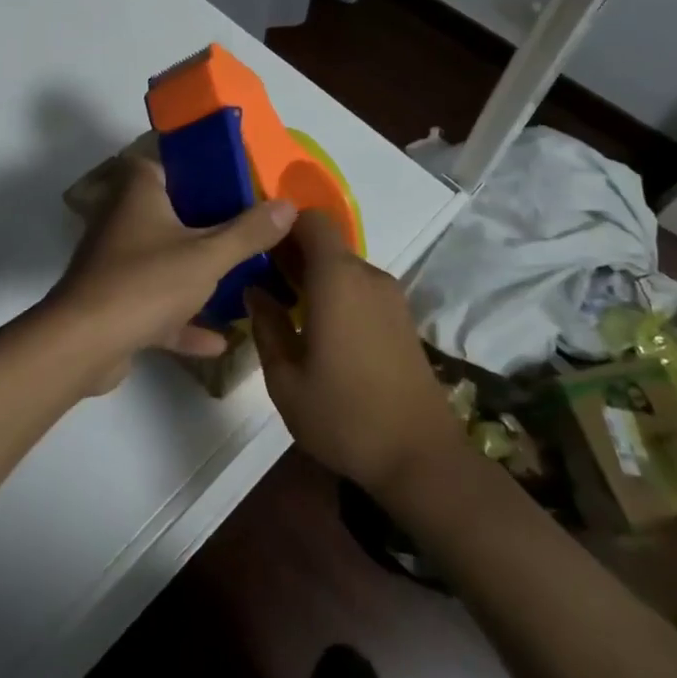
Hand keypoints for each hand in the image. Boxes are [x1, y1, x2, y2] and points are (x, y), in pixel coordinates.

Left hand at [49, 157, 296, 393]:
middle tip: (250, 231)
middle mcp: (123, 220)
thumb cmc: (146, 283)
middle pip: (171, 213)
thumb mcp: (208, 256)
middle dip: (208, 225)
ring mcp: (116, 264)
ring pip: (164, 261)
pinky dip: (183, 320)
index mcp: (139, 193)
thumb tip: (289, 204)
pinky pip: (156, 306)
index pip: (168, 163)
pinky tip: (219, 340)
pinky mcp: (115, 304)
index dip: (201, 168)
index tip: (238, 182)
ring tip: (241, 281)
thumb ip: (249, 232)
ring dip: (197, 275)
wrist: (84, 344)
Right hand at [246, 211, 462, 493]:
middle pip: (326, 244)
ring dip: (314, 279)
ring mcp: (391, 297)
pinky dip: (337, 295)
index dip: (283, 226)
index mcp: (338, 280)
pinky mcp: (402, 318)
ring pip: (343, 268)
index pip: (312, 220)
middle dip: (292, 256)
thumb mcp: (286, 379)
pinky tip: (320, 332)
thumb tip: (255, 291)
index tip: (258, 251)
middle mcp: (368, 277)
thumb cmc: (344, 417)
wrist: (420, 457)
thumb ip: (266, 326)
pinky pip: (360, 289)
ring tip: (287, 312)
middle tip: (262, 286)